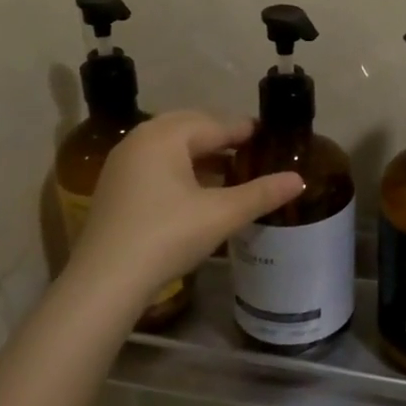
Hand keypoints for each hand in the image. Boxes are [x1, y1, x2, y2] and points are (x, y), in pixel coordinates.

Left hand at [70, 111, 303, 307]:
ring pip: (170, 146)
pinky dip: (179, 168)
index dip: (244, 131)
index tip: (268, 135)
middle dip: (219, 137)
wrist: (105, 281)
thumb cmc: (167, 236)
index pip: (214, 125)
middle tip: (249, 150)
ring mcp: (122, 163)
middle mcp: (140, 139)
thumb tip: (299, 179)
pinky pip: (154, 164)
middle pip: (189, 127)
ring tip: (228, 170)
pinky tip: (196, 190)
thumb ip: (261, 193)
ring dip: (199, 153)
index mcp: (165, 136)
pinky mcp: (114, 187)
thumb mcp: (221, 214)